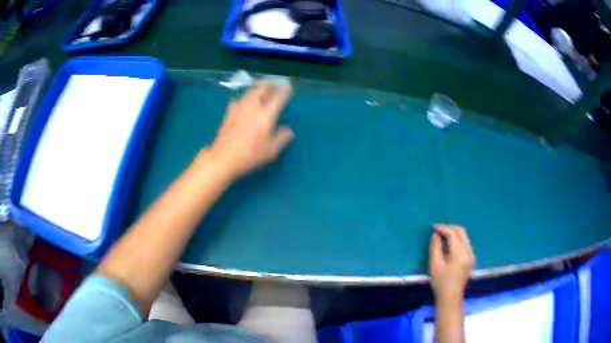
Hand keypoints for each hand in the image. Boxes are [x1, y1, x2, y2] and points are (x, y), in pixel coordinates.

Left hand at [206, 82, 293, 178]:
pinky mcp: (229, 111)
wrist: (223, 158)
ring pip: (251, 90)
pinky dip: (246, 97)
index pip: (279, 96)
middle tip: (276, 87)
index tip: (289, 89)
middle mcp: (253, 106)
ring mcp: (239, 107)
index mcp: (266, 114)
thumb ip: (283, 138)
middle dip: (272, 85)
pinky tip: (245, 103)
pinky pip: (240, 99)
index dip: (286, 91)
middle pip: (263, 88)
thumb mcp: (271, 151)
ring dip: (259, 89)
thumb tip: (288, 130)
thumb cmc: (250, 155)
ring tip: (263, 91)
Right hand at [429, 225, 474, 301]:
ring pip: (464, 237)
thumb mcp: (435, 265)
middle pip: (462, 232)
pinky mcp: (471, 259)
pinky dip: (457, 240)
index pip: (453, 234)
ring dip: (453, 233)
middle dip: (450, 228)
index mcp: (460, 254)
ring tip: (442, 236)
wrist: (451, 297)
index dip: (443, 228)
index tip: (433, 227)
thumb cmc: (441, 282)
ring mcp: (472, 255)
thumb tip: (436, 235)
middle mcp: (469, 252)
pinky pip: (465, 243)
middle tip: (438, 229)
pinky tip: (448, 244)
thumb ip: (435, 247)